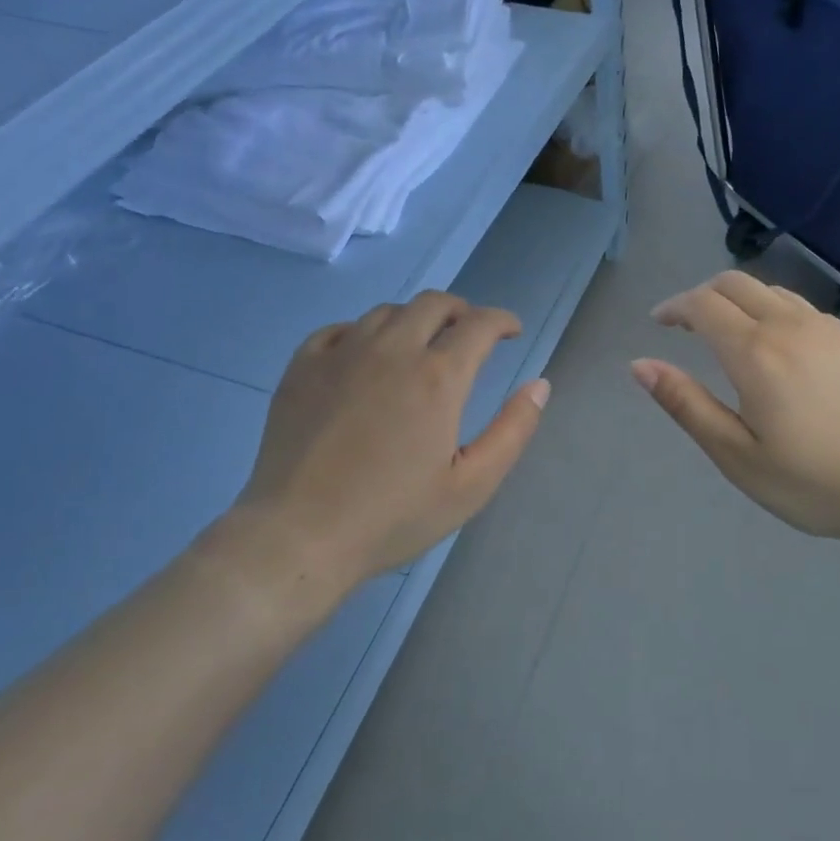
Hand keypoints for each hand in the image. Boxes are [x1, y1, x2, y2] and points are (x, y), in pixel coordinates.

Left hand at [222, 292, 548, 605]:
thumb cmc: (393, 517)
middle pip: (434, 303)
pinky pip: (339, 329)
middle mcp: (392, 350)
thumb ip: (513, 431)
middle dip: (461, 311)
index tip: (511, 331)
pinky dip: (363, 333)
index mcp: (438, 377)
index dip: (502, 321)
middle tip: (468, 336)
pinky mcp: (302, 367)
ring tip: (420, 347)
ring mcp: (341, 354)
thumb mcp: (471, 486)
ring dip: (414, 320)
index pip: (479, 324)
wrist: (299, 537)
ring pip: (387, 312)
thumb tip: (540, 385)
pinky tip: (365, 358)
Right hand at [632, 271, 839, 549]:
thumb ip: (686, 404)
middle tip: (686, 324)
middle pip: (735, 283)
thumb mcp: (737, 455)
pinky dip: (775, 313)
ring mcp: (830, 328)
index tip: (659, 323)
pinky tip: (782, 351)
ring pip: (772, 291)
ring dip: (740, 301)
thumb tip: (640, 365)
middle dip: (702, 295)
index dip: (674, 307)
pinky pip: (804, 309)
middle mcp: (790, 325)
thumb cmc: (814, 482)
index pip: (702, 305)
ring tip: (729, 333)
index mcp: (755, 352)